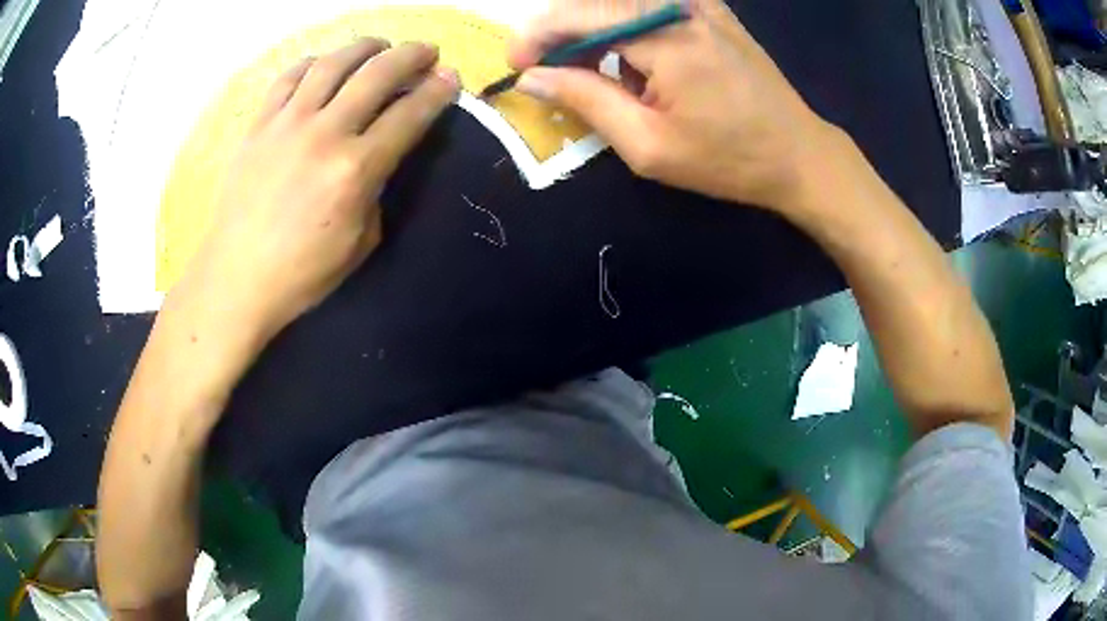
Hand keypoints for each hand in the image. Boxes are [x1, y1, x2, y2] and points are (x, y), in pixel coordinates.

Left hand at [172, 38, 458, 337]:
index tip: (452, 77)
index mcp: (355, 170)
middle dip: (411, 55)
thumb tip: (377, 157)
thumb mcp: (360, 243)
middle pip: (377, 73)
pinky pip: (288, 78)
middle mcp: (324, 134)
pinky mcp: (258, 125)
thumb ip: (376, 191)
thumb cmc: (301, 273)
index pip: (409, 115)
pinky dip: (313, 63)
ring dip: (364, 47)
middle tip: (426, 51)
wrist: (236, 278)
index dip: (438, 91)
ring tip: (378, 46)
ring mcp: (287, 124)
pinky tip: (323, 65)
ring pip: (332, 63)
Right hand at [508, 0, 837, 210]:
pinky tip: (627, 58)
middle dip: (560, 31)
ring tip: (587, 71)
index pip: (579, 14)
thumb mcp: (647, 144)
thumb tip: (532, 77)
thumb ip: (584, 100)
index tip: (517, 66)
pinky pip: (647, 4)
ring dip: (591, 29)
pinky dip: (623, 26)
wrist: (798, 154)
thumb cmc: (728, 159)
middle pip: (596, 1)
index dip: (537, 36)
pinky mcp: (709, 8)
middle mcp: (681, 5)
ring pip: (619, 2)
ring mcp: (699, 2)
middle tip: (547, 71)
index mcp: (668, 36)